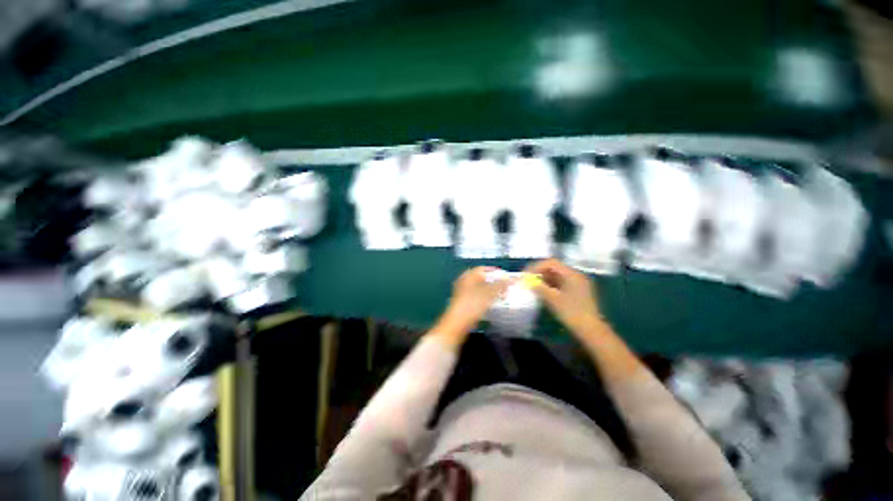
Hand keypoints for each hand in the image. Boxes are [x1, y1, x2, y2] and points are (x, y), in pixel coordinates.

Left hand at [433, 267, 511, 345]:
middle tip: (506, 286)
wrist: (457, 324)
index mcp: (468, 276)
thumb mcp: (488, 294)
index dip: (496, 272)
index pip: (483, 269)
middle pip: (482, 278)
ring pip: (480, 288)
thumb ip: (500, 285)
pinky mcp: (465, 303)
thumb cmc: (472, 305)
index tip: (506, 277)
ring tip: (503, 295)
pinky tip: (494, 304)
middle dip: (495, 282)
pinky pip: (478, 296)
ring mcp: (463, 293)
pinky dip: (486, 298)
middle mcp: (464, 282)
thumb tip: (511, 279)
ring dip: (491, 291)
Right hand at [524, 259, 603, 334]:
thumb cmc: (571, 313)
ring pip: (557, 276)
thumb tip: (529, 281)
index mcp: (572, 274)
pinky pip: (561, 283)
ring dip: (545, 279)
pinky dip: (551, 285)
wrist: (591, 330)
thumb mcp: (553, 299)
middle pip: (554, 268)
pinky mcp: (577, 292)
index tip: (526, 274)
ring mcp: (578, 284)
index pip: (551, 263)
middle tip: (528, 280)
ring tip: (534, 286)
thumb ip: (539, 288)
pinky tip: (544, 292)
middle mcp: (576, 275)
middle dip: (540, 272)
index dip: (536, 266)